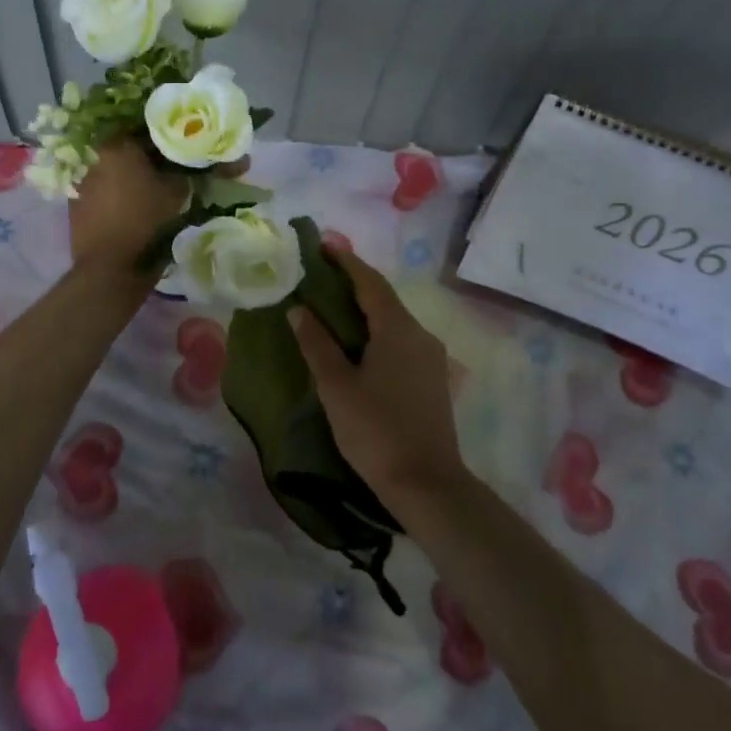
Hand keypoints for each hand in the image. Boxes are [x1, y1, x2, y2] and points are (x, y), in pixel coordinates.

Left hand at [67, 139, 188, 277]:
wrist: (110, 266)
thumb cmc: (146, 221)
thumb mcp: (176, 192)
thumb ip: (181, 171)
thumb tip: (183, 166)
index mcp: (119, 145)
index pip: (146, 132)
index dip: (164, 141)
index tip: (176, 152)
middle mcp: (95, 156)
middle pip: (125, 148)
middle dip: (143, 157)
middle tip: (162, 169)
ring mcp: (81, 179)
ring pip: (110, 169)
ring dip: (125, 175)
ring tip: (144, 189)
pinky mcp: (74, 202)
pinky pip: (99, 189)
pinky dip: (112, 192)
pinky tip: (125, 206)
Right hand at [290, 250, 468, 509]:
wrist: (427, 484)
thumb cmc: (376, 431)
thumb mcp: (337, 386)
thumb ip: (317, 344)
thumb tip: (299, 310)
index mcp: (398, 330)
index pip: (370, 282)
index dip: (347, 262)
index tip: (323, 246)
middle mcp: (420, 335)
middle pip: (384, 298)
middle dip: (353, 283)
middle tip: (320, 275)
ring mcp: (430, 358)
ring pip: (393, 321)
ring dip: (365, 309)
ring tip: (332, 306)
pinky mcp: (431, 379)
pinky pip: (400, 340)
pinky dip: (376, 330)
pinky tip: (357, 342)